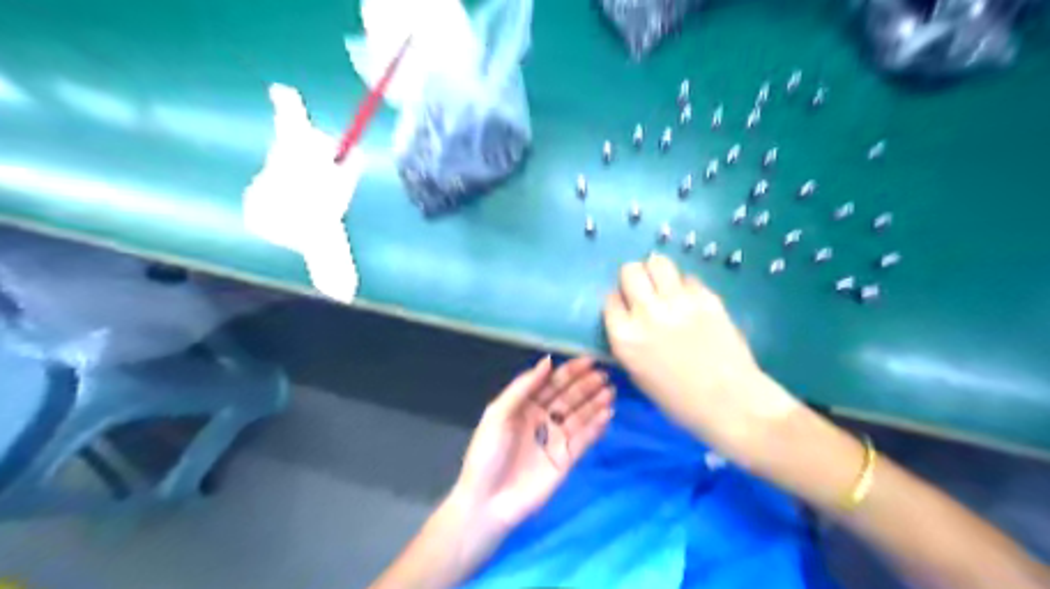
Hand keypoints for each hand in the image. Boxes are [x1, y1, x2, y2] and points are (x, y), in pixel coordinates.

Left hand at [453, 356, 617, 531]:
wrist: (488, 501)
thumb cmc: (488, 453)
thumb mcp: (498, 413)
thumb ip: (523, 386)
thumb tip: (548, 361)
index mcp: (525, 406)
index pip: (552, 383)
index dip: (570, 371)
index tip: (588, 360)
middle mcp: (543, 419)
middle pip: (568, 397)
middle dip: (586, 385)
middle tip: (604, 375)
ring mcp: (556, 439)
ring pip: (579, 416)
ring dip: (595, 403)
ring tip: (610, 391)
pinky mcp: (566, 459)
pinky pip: (584, 439)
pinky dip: (596, 427)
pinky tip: (608, 414)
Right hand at [603, 256, 800, 451]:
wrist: (731, 403)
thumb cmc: (680, 400)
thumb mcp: (638, 375)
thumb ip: (627, 342)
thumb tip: (627, 319)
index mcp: (625, 338)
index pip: (610, 299)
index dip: (619, 301)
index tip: (627, 307)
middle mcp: (647, 313)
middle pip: (630, 271)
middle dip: (634, 278)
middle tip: (644, 291)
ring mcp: (678, 302)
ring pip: (658, 262)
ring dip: (657, 272)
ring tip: (665, 287)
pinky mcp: (706, 297)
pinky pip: (687, 278)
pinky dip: (685, 286)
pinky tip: (691, 302)